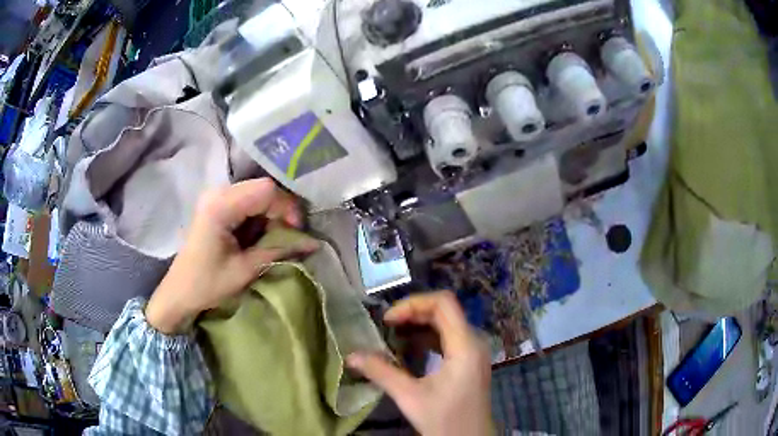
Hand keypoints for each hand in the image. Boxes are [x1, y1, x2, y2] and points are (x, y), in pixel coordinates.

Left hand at [145, 178, 318, 333]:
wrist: (179, 291)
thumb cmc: (208, 284)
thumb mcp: (245, 269)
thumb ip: (278, 250)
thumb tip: (313, 243)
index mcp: (220, 206)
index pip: (266, 190)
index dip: (287, 207)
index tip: (296, 231)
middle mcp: (217, 192)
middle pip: (262, 188)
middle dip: (281, 210)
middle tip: (288, 235)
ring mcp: (215, 196)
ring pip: (257, 193)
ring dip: (271, 213)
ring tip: (275, 237)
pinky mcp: (216, 204)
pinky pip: (247, 200)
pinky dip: (259, 215)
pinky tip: (259, 233)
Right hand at [347, 292, 491, 435]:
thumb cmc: (444, 420)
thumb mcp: (410, 397)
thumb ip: (381, 372)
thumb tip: (351, 356)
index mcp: (465, 346)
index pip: (444, 303)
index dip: (413, 303)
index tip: (388, 320)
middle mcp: (474, 342)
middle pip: (444, 310)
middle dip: (413, 313)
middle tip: (386, 327)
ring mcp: (474, 351)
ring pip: (447, 323)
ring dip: (419, 325)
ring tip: (392, 335)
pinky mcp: (469, 361)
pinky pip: (449, 338)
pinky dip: (427, 338)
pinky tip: (408, 350)